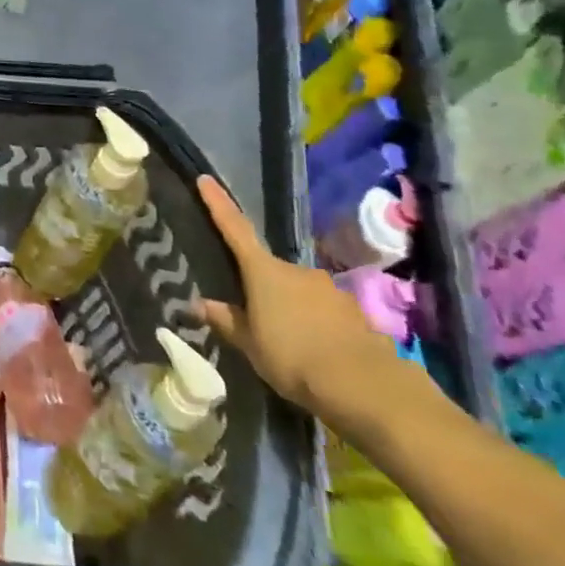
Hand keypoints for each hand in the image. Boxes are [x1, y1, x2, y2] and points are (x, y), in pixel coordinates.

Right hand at [194, 175, 407, 422]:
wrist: (366, 386)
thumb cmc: (293, 357)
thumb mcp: (249, 344)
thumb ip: (226, 320)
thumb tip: (198, 303)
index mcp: (264, 272)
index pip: (234, 229)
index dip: (218, 204)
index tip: (206, 178)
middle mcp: (297, 270)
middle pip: (269, 270)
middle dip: (261, 286)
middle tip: (252, 313)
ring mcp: (329, 289)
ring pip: (299, 291)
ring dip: (290, 307)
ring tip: (286, 340)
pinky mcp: (355, 312)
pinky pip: (324, 311)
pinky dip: (315, 323)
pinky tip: (315, 350)